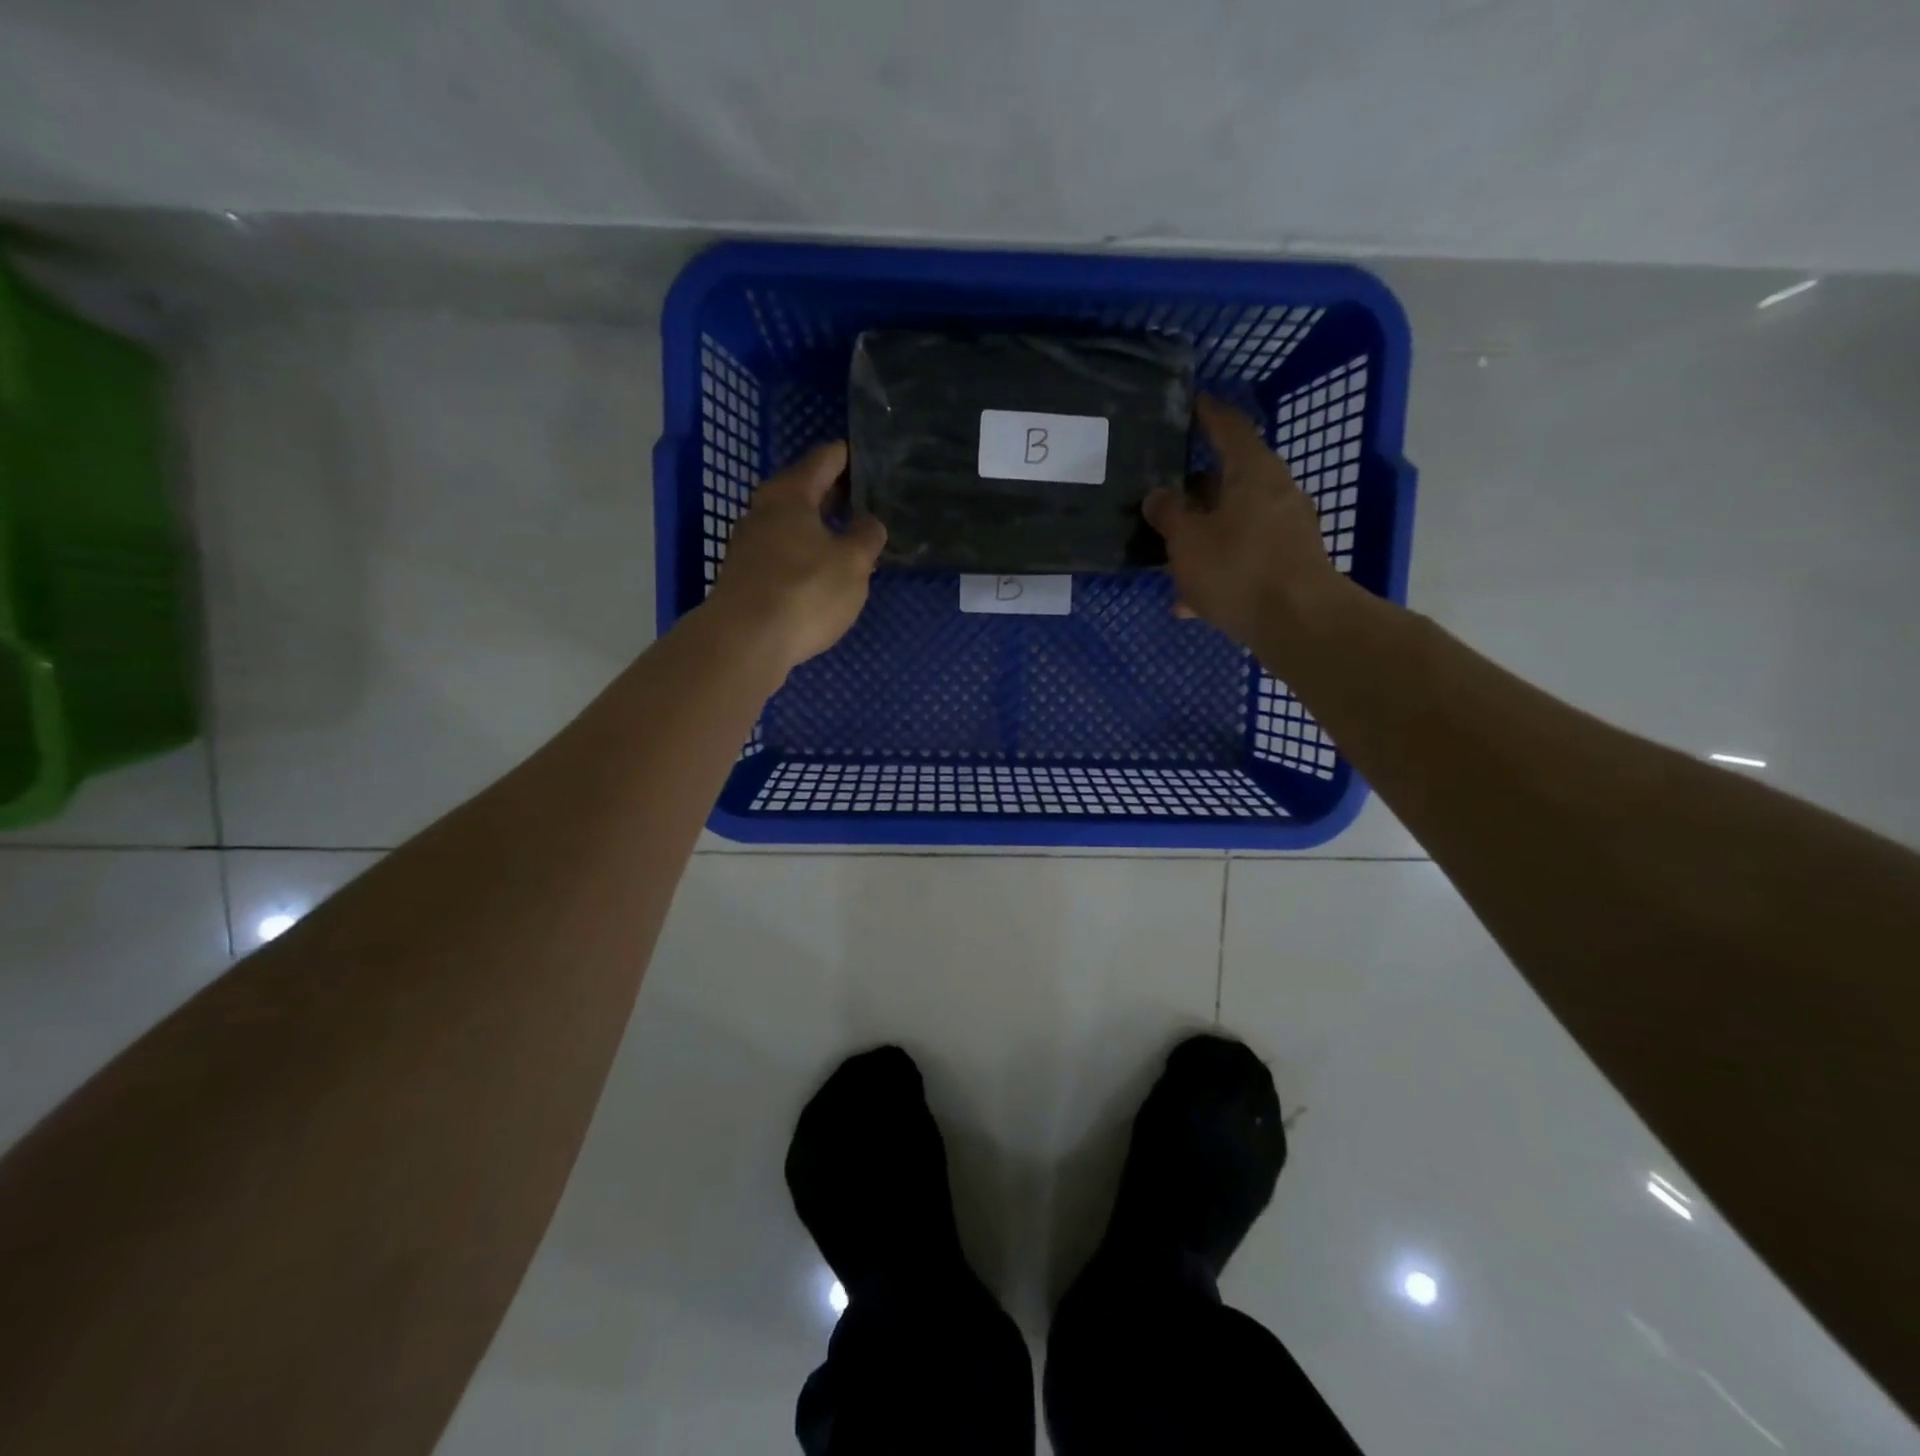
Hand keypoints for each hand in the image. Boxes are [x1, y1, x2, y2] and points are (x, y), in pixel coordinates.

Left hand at [706, 441, 886, 673]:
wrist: (745, 641)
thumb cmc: (805, 591)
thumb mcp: (853, 563)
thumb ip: (866, 537)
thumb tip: (869, 522)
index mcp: (791, 494)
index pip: (824, 460)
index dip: (848, 456)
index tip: (869, 458)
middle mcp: (763, 510)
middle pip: (803, 491)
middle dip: (834, 495)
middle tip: (866, 502)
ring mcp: (749, 544)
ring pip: (791, 525)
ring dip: (818, 528)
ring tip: (849, 540)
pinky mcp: (745, 576)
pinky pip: (782, 553)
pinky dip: (804, 554)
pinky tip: (822, 574)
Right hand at [1142, 396, 1344, 649]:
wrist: (1298, 624)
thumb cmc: (1238, 569)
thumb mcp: (1187, 540)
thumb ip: (1168, 513)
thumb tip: (1158, 495)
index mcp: (1252, 472)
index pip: (1229, 428)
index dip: (1208, 415)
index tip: (1192, 404)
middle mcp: (1275, 492)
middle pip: (1231, 479)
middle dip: (1197, 488)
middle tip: (1164, 491)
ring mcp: (1285, 529)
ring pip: (1234, 522)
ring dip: (1203, 535)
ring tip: (1170, 554)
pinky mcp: (1288, 564)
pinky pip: (1243, 555)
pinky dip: (1217, 567)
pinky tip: (1190, 600)